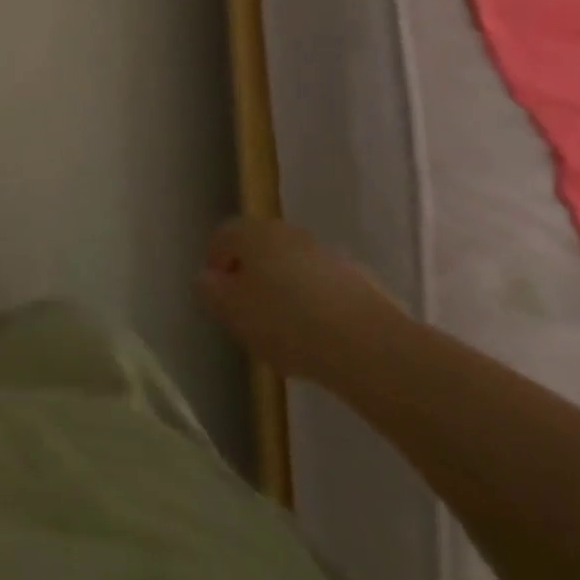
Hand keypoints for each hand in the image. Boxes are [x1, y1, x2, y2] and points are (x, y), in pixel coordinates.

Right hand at [194, 217, 402, 383]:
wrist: (370, 348)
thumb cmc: (285, 322)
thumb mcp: (229, 310)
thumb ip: (209, 290)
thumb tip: (208, 279)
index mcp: (253, 232)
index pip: (222, 236)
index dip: (215, 264)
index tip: (218, 296)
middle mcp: (289, 233)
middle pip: (260, 250)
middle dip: (252, 276)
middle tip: (249, 313)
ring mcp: (328, 255)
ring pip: (294, 269)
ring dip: (286, 291)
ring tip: (287, 333)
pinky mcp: (362, 283)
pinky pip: (325, 290)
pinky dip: (317, 307)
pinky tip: (320, 340)